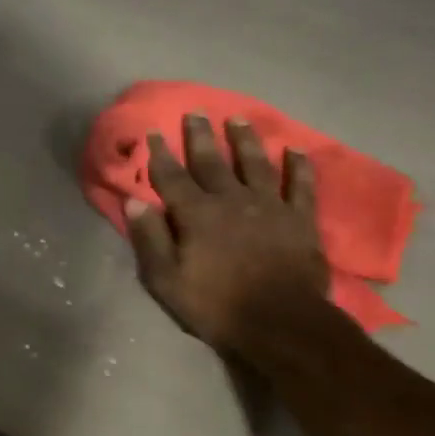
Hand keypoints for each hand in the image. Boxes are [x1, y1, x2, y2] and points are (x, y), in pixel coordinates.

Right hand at [125, 114, 334, 356]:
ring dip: (245, 140)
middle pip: (212, 161)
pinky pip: (301, 185)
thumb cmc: (217, 305)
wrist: (281, 323)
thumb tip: (134, 201)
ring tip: (238, 119)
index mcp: (197, 214)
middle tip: (195, 112)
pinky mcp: (300, 219)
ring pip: (255, 164)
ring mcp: (269, 206)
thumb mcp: (167, 280)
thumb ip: (150, 239)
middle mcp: (231, 199)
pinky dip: (299, 167)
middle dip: (200, 136)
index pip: (172, 177)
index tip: (153, 131)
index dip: (160, 154)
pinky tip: (296, 150)